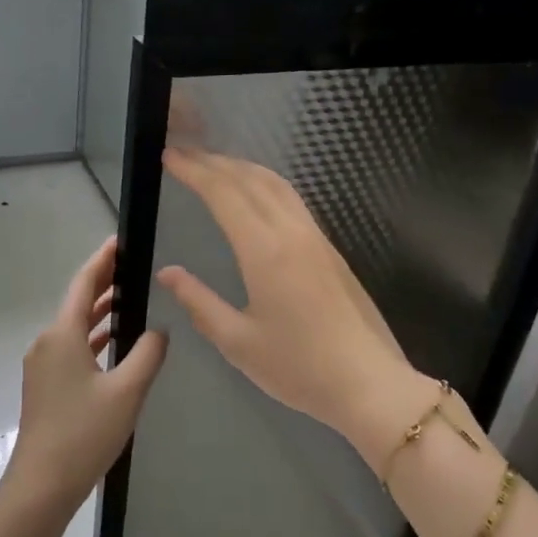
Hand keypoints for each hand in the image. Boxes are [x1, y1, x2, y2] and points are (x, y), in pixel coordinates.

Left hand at [0, 236, 168, 522]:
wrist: (41, 486)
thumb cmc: (83, 433)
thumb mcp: (127, 391)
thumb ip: (148, 354)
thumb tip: (158, 330)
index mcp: (62, 335)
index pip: (84, 283)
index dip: (103, 260)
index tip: (121, 240)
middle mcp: (47, 342)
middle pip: (77, 302)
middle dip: (104, 283)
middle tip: (134, 267)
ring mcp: (43, 366)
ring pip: (75, 327)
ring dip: (100, 312)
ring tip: (131, 298)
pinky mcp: (46, 386)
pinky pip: (72, 348)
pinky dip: (94, 338)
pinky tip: (115, 343)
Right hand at [155, 147, 420, 452]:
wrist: (369, 383)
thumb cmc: (298, 367)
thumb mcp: (238, 342)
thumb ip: (200, 302)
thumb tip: (169, 273)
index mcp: (265, 250)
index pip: (224, 193)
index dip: (194, 170)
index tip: (168, 155)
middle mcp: (292, 232)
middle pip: (251, 179)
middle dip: (214, 161)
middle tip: (184, 153)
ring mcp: (316, 238)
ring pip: (277, 185)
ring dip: (243, 168)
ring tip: (215, 165)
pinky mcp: (330, 250)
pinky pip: (292, 200)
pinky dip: (265, 184)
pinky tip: (256, 196)